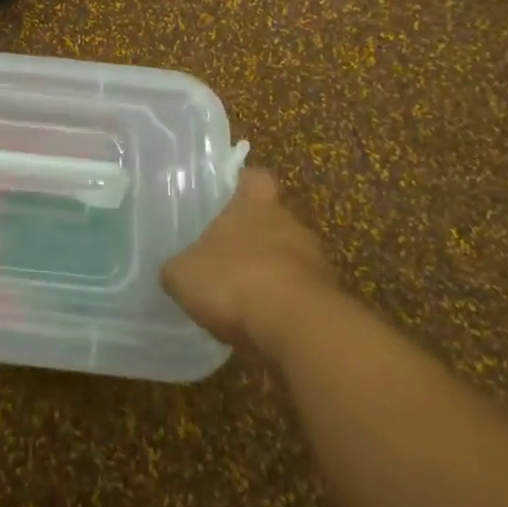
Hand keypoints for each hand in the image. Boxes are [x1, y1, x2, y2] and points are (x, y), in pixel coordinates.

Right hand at [162, 168, 343, 360]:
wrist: (297, 327)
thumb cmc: (234, 280)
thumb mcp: (184, 274)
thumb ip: (180, 268)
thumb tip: (177, 271)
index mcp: (255, 205)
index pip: (255, 179)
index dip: (244, 185)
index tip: (232, 197)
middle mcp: (289, 223)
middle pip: (274, 220)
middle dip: (256, 237)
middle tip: (229, 258)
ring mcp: (315, 261)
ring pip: (291, 258)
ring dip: (272, 273)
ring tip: (245, 299)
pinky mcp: (330, 299)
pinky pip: (302, 295)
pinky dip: (286, 306)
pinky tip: (265, 326)